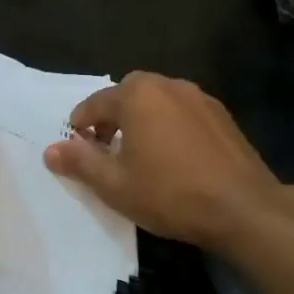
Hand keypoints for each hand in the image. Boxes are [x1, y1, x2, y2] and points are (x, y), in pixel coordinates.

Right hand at [44, 71, 293, 251]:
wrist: (243, 209)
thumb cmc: (170, 194)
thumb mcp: (114, 185)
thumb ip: (80, 162)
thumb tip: (50, 149)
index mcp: (137, 94)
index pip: (95, 104)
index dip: (80, 127)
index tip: (77, 150)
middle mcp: (167, 85)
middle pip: (127, 95)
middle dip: (112, 118)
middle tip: (106, 150)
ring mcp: (199, 97)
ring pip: (157, 102)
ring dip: (142, 121)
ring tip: (140, 155)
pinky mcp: (222, 115)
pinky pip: (183, 113)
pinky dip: (169, 127)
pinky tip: (174, 158)